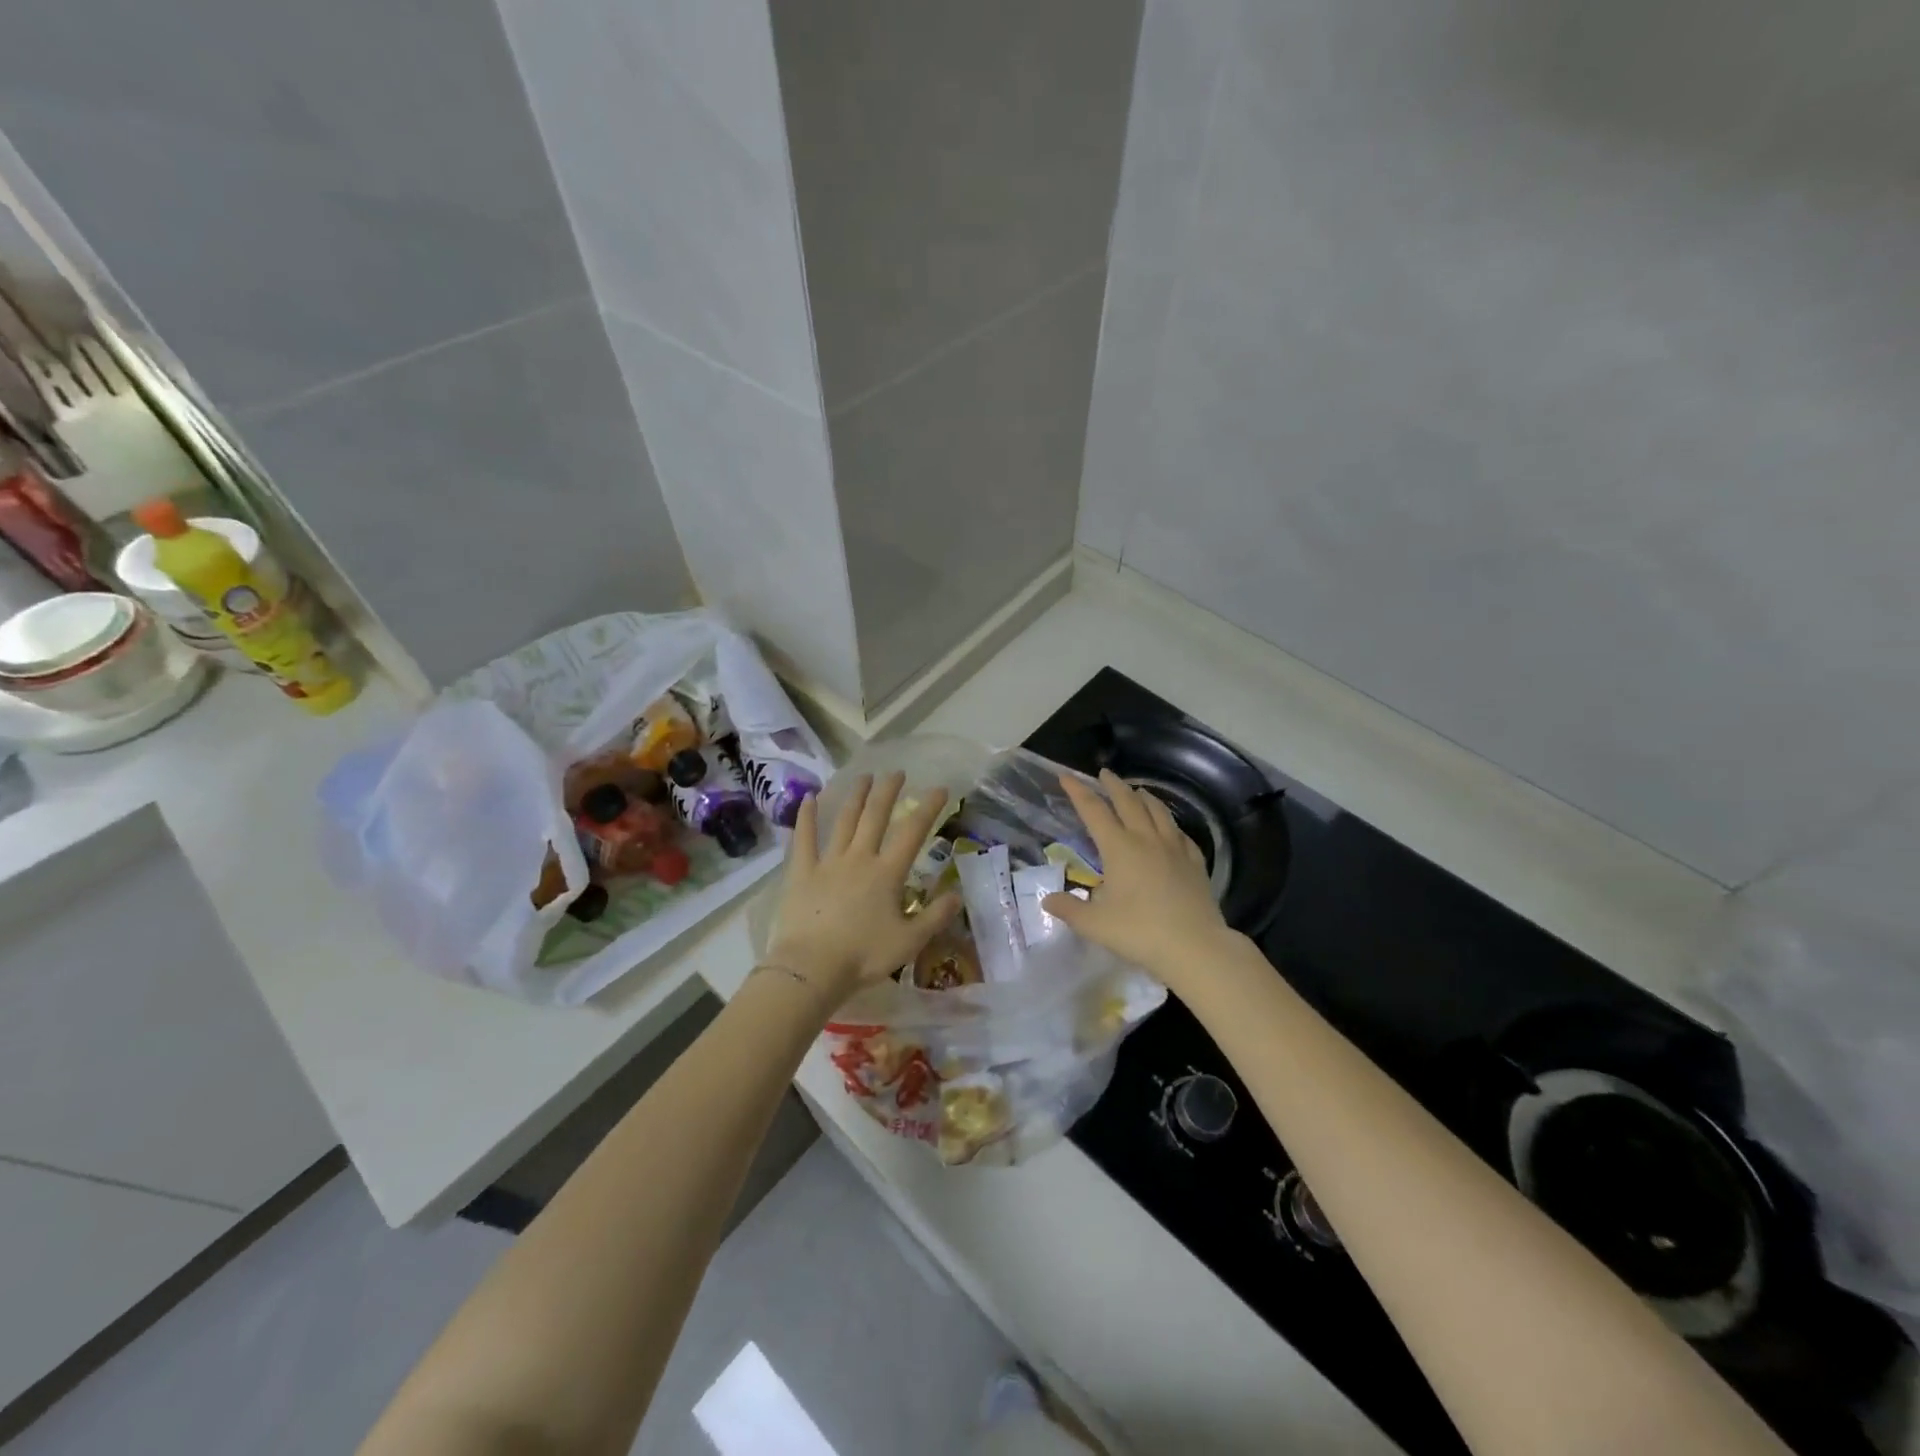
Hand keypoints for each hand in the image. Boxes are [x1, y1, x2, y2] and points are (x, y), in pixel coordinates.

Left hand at [764, 771, 960, 1012]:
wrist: (812, 968)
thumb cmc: (864, 956)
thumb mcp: (910, 942)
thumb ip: (935, 916)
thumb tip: (958, 895)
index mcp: (887, 873)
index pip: (912, 832)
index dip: (928, 808)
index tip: (939, 789)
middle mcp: (859, 858)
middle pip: (876, 816)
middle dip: (888, 791)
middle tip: (897, 772)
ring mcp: (828, 862)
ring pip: (844, 821)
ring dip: (856, 797)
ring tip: (864, 777)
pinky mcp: (801, 872)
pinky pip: (803, 839)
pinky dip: (806, 817)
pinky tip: (809, 798)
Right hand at [1042, 768, 1234, 991]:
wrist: (1194, 946)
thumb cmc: (1139, 932)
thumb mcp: (1095, 924)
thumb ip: (1069, 910)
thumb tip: (1047, 900)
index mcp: (1119, 848)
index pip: (1094, 811)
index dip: (1078, 792)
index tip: (1066, 776)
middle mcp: (1146, 839)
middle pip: (1128, 802)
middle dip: (1113, 786)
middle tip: (1104, 773)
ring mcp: (1174, 849)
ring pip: (1158, 812)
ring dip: (1144, 797)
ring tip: (1137, 791)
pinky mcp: (1195, 863)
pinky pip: (1180, 834)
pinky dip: (1170, 824)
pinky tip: (1170, 827)